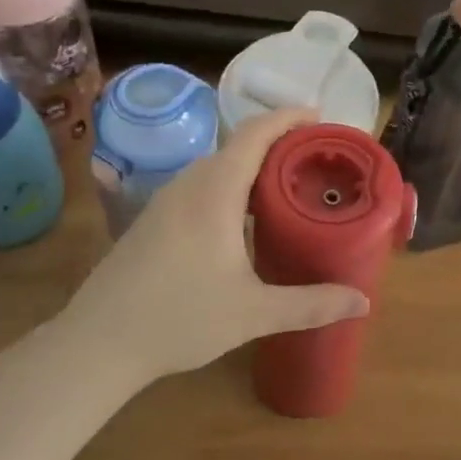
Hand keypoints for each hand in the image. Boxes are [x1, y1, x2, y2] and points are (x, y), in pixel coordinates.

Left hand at [62, 108, 369, 382]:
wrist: (97, 343)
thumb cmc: (180, 319)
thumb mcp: (254, 313)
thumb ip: (311, 305)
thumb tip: (363, 302)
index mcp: (215, 192)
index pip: (255, 133)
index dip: (288, 117)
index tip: (319, 116)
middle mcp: (188, 186)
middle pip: (238, 146)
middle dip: (278, 144)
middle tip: (316, 161)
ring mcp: (165, 202)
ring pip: (217, 167)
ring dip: (253, 167)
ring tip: (287, 187)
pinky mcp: (153, 221)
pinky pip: (201, 186)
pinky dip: (231, 186)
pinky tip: (244, 221)